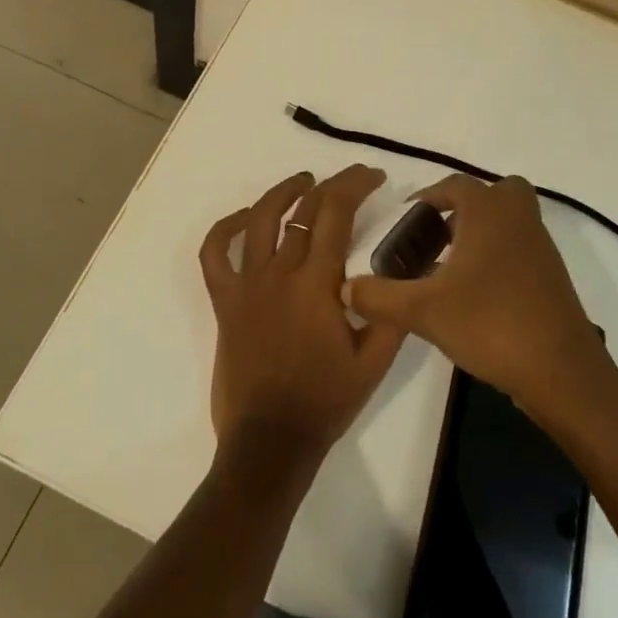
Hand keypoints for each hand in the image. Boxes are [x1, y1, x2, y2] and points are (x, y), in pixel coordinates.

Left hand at [199, 165, 405, 460]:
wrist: (271, 441)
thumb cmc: (326, 400)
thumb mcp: (375, 361)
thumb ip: (391, 310)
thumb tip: (404, 270)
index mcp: (317, 283)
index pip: (335, 212)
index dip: (356, 184)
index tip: (374, 176)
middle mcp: (279, 273)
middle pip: (303, 209)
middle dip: (332, 185)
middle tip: (351, 180)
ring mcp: (246, 285)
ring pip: (258, 219)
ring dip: (282, 192)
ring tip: (302, 181)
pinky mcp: (224, 301)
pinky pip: (213, 254)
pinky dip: (224, 229)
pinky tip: (244, 219)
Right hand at [343, 174, 609, 420]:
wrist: (562, 373)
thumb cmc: (491, 324)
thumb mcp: (424, 311)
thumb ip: (380, 297)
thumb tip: (345, 289)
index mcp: (489, 212)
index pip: (454, 186)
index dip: (426, 198)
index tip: (405, 221)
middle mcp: (518, 219)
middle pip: (494, 193)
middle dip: (464, 208)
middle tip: (436, 237)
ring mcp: (541, 247)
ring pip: (510, 220)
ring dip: (482, 232)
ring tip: (449, 268)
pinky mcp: (552, 277)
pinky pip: (521, 247)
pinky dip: (499, 256)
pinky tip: (476, 294)